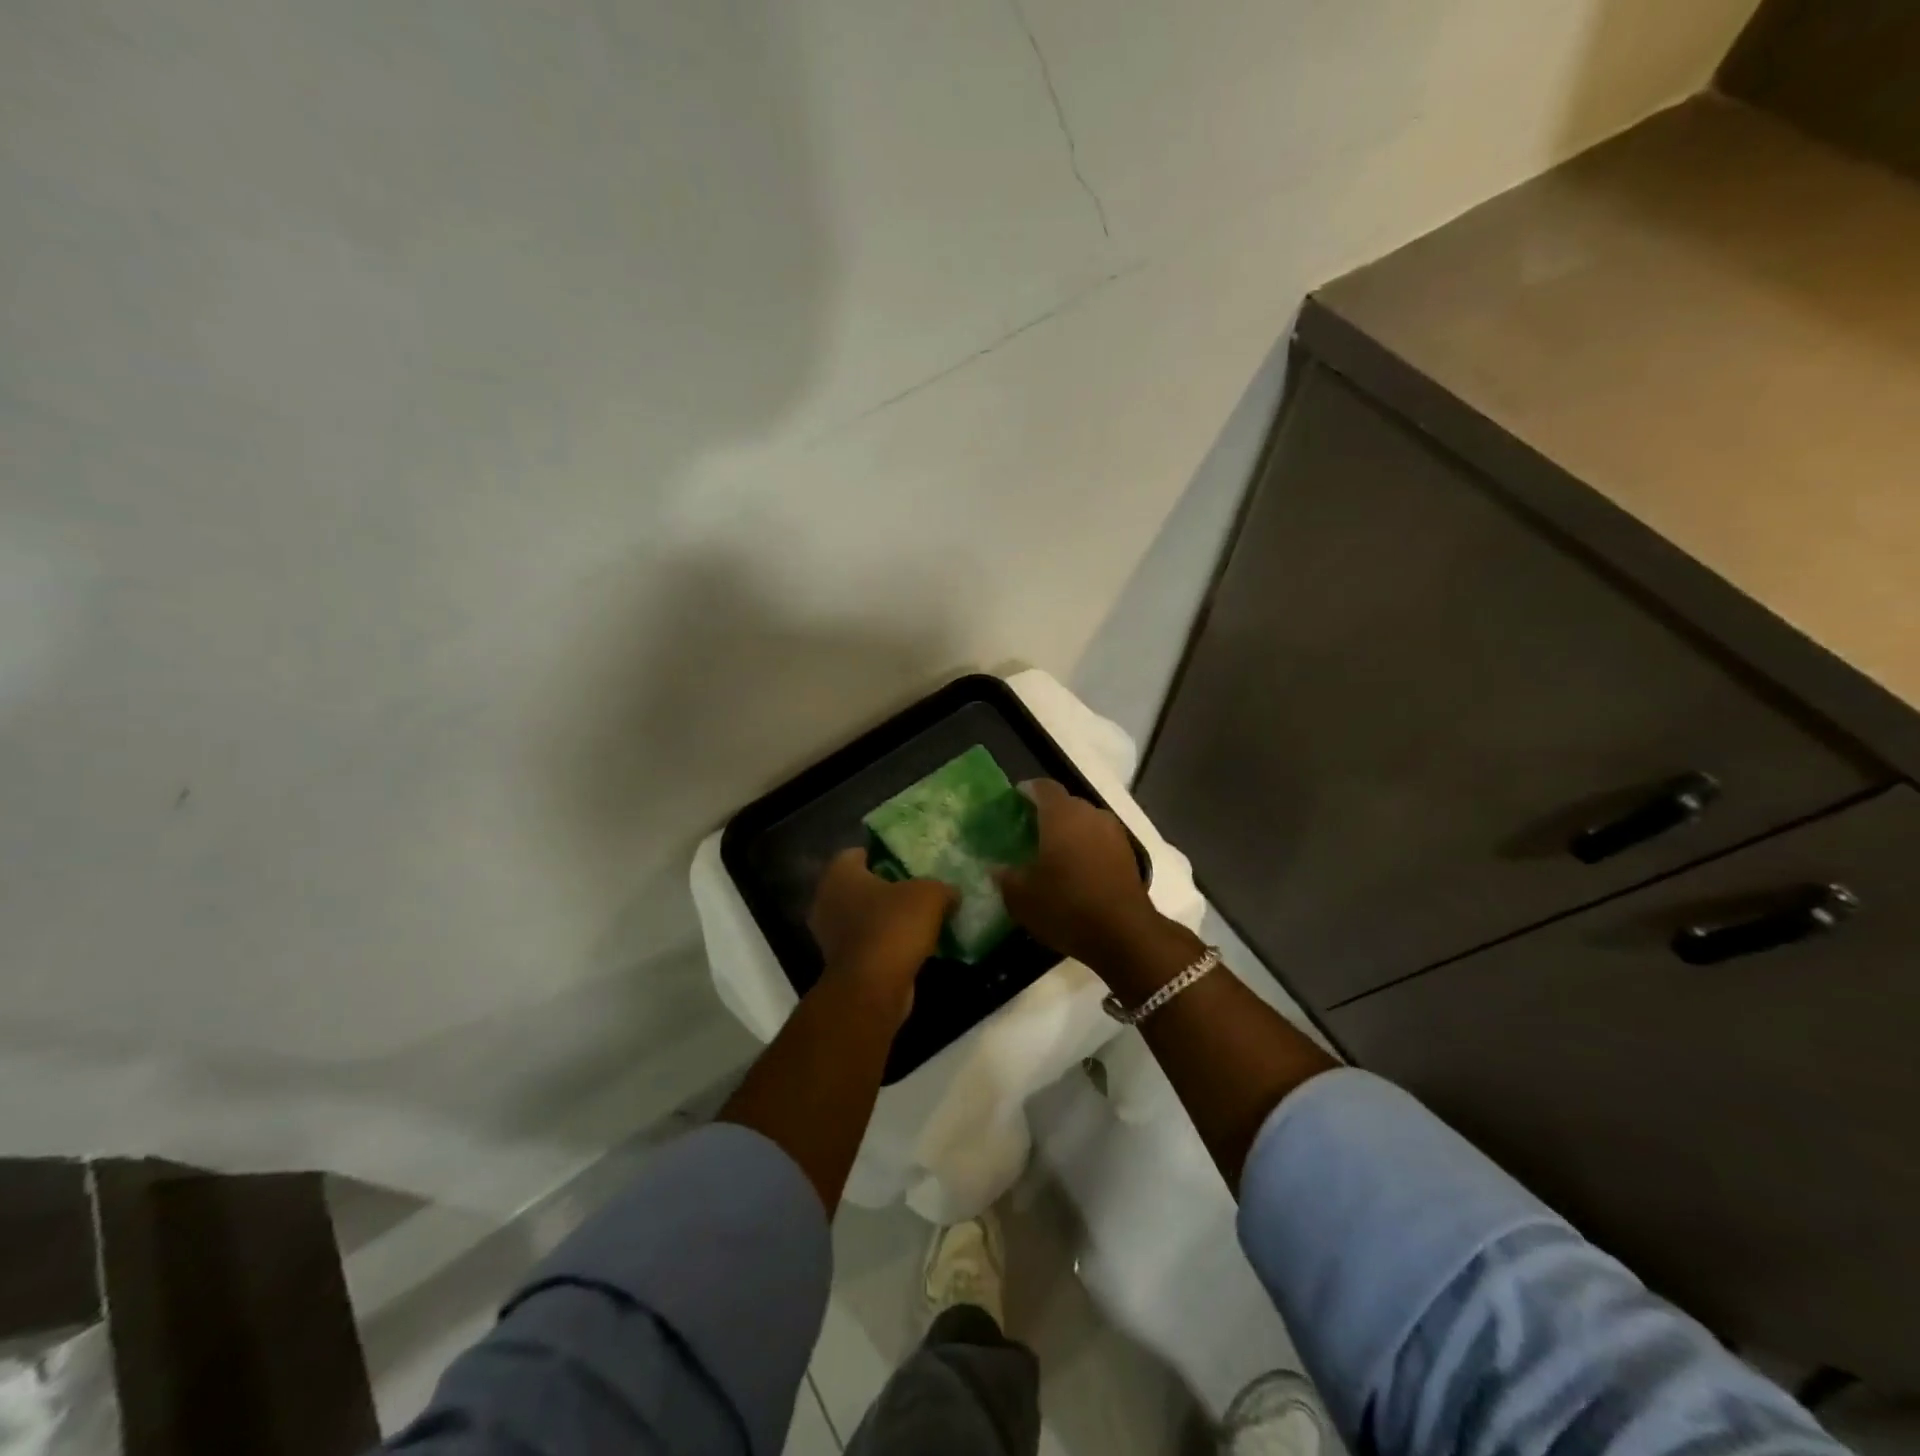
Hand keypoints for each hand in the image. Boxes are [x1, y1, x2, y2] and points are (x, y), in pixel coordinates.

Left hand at [809, 848, 955, 1015]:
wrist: (874, 987)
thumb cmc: (894, 926)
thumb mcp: (930, 895)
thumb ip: (942, 888)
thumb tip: (951, 894)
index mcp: (839, 874)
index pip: (857, 853)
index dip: (882, 855)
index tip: (907, 863)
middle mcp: (826, 900)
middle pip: (860, 886)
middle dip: (885, 888)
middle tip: (916, 889)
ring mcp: (829, 935)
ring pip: (862, 916)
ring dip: (885, 918)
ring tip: (919, 919)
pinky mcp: (841, 963)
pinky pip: (867, 943)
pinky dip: (884, 943)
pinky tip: (911, 946)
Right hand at [996, 780, 1177, 975]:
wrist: (1125, 934)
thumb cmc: (1066, 906)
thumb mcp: (1022, 898)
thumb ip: (1006, 877)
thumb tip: (998, 868)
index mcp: (1062, 815)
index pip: (1043, 787)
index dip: (1027, 791)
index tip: (1014, 802)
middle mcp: (1091, 815)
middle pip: (1066, 804)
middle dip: (1048, 813)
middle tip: (1030, 833)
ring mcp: (1114, 834)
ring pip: (1086, 823)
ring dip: (1070, 832)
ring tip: (1053, 854)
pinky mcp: (1129, 855)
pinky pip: (1101, 841)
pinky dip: (1087, 848)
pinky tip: (1076, 871)